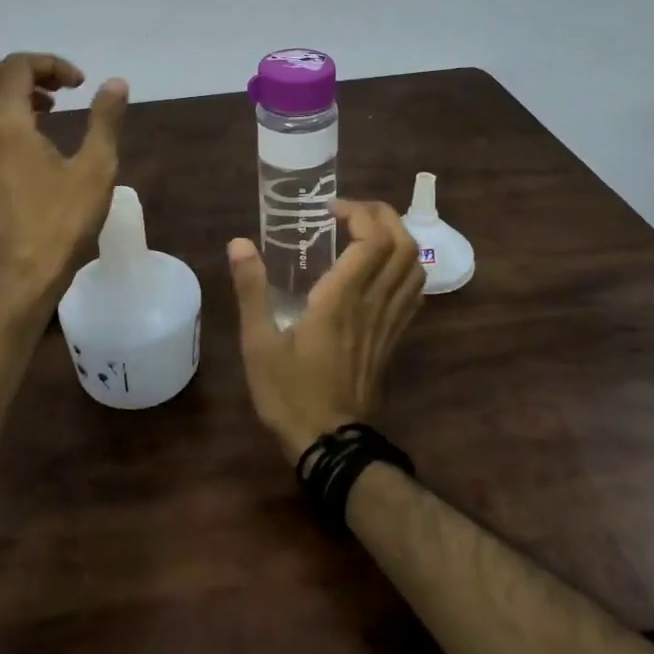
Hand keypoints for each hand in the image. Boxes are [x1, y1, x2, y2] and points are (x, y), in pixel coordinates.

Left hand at [0, 52, 129, 310]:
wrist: (20, 279)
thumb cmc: (62, 223)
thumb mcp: (96, 169)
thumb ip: (105, 120)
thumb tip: (115, 82)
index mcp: (7, 123)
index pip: (17, 65)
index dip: (51, 64)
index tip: (80, 84)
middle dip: (29, 71)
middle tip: (64, 90)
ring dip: (12, 92)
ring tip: (49, 110)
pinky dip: (1, 116)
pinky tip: (31, 143)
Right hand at [228, 199, 425, 463]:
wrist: (330, 445)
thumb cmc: (290, 392)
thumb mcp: (258, 343)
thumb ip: (251, 289)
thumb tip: (239, 243)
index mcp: (341, 300)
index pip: (372, 241)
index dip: (359, 213)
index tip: (329, 209)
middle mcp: (372, 305)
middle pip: (402, 246)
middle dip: (382, 216)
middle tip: (349, 211)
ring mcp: (388, 323)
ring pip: (414, 267)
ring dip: (397, 238)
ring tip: (365, 232)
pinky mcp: (393, 339)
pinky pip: (412, 293)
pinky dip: (403, 267)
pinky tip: (379, 269)